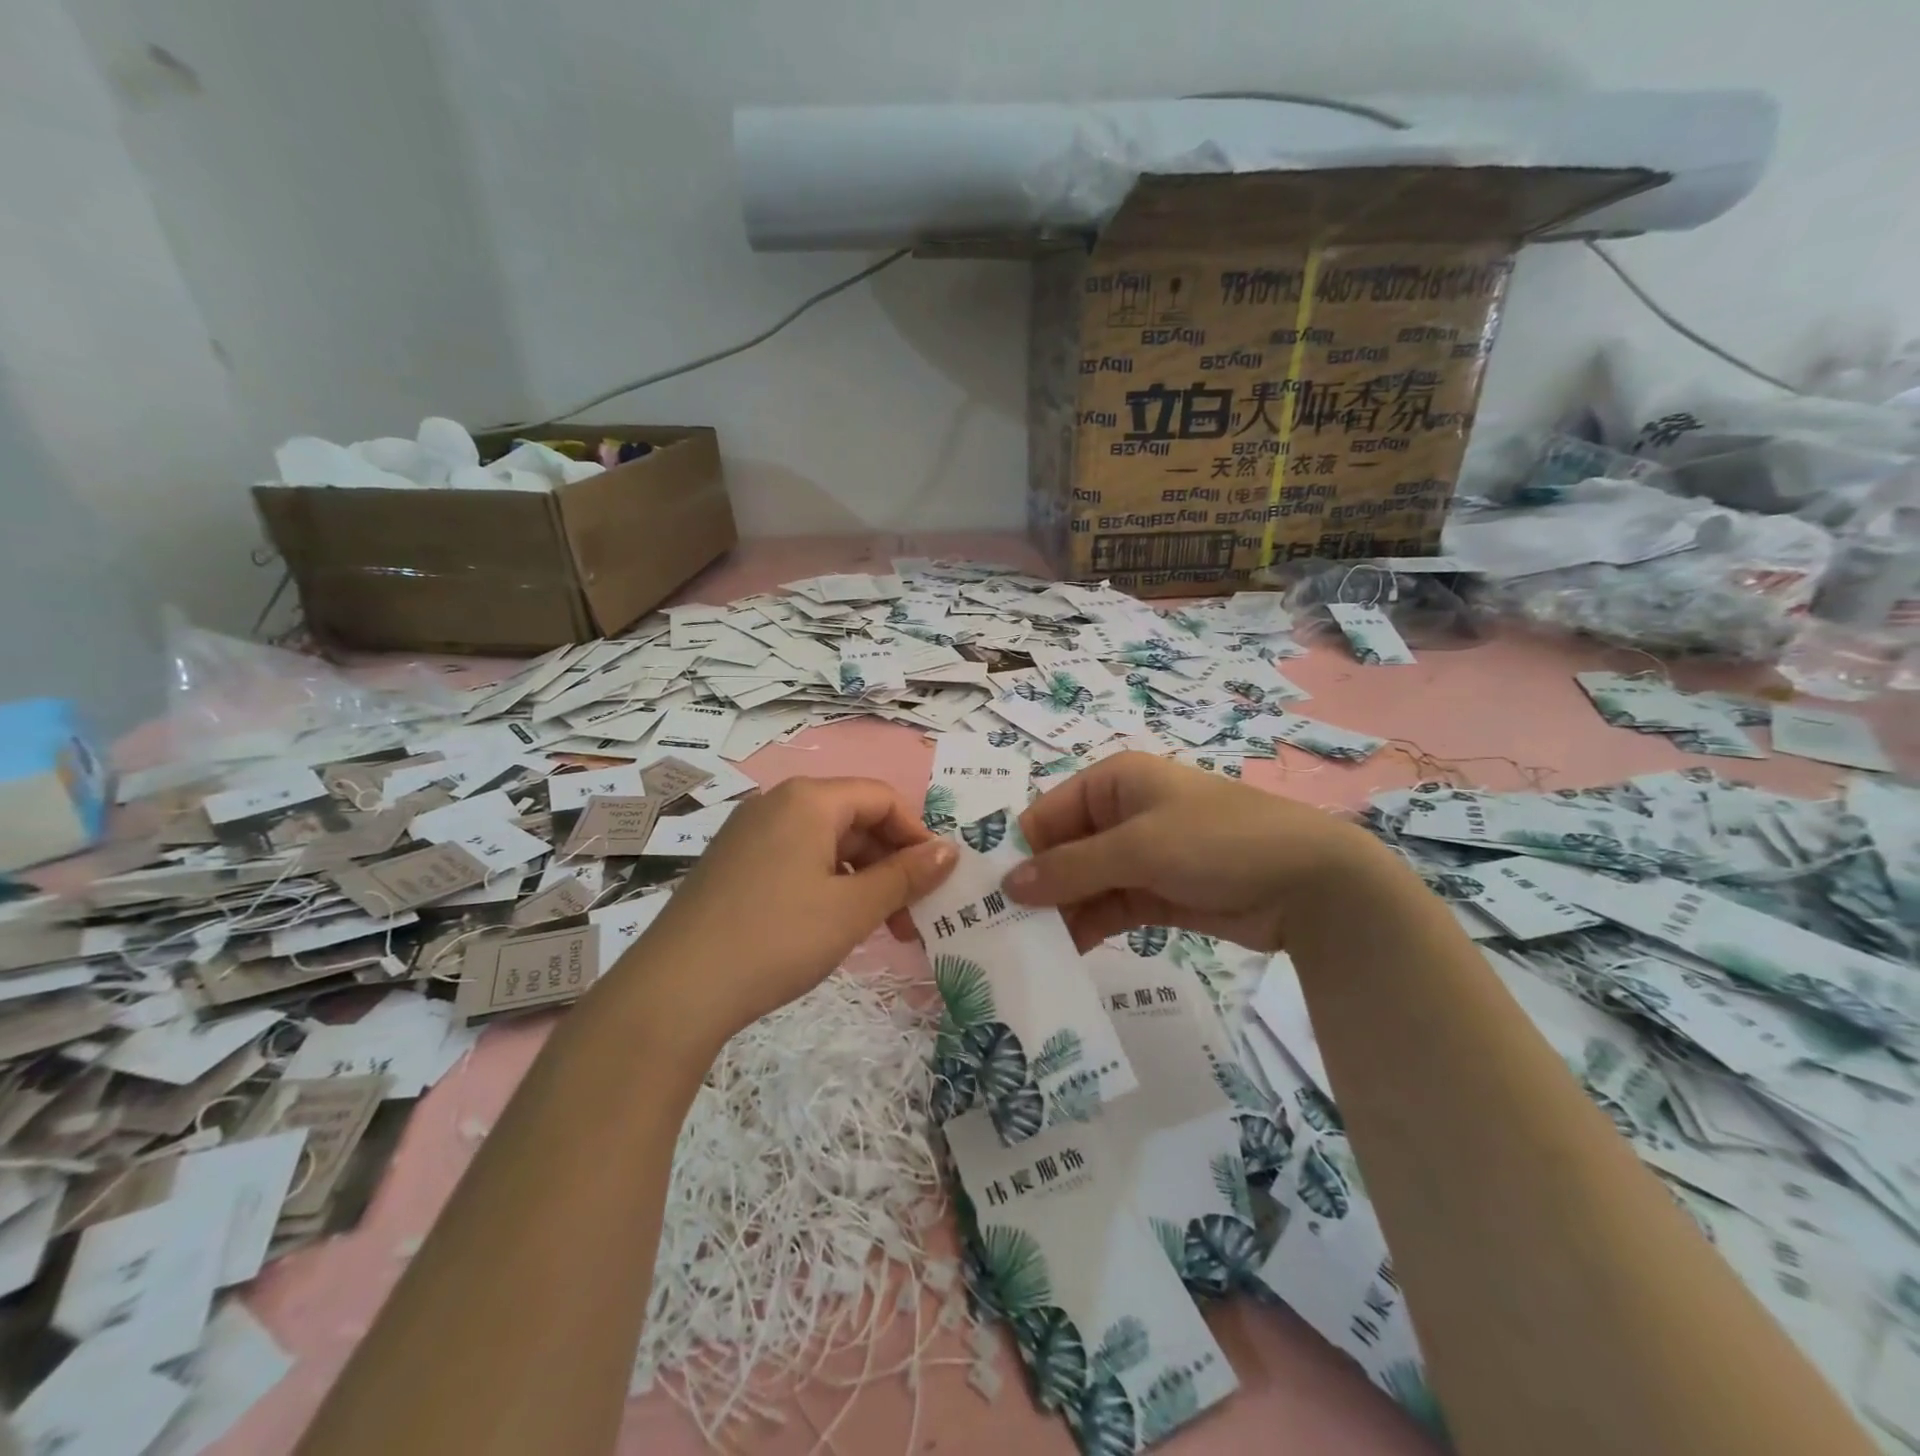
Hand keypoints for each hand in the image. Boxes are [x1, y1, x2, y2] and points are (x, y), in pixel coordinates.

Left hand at [628, 777, 957, 1040]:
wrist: (676, 990)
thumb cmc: (778, 939)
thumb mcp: (853, 909)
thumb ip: (906, 876)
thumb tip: (949, 851)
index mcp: (809, 799)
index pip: (882, 799)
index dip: (916, 836)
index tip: (936, 883)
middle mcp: (777, 803)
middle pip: (854, 820)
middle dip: (890, 866)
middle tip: (910, 920)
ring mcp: (749, 833)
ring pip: (826, 843)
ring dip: (861, 880)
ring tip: (877, 931)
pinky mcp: (733, 863)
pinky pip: (796, 859)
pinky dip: (826, 885)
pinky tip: (831, 926)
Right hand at [1003, 752, 1390, 951]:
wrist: (1310, 883)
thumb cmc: (1217, 841)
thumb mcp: (1139, 847)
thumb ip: (1071, 868)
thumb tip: (1008, 886)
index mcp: (1112, 782)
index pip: (1046, 814)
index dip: (1019, 852)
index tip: (988, 897)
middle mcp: (1120, 815)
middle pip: (1061, 851)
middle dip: (1036, 888)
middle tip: (1000, 933)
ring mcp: (1139, 856)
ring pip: (1082, 884)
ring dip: (1059, 913)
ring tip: (1026, 952)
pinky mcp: (1155, 894)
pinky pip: (1108, 908)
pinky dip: (1088, 928)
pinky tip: (1065, 956)